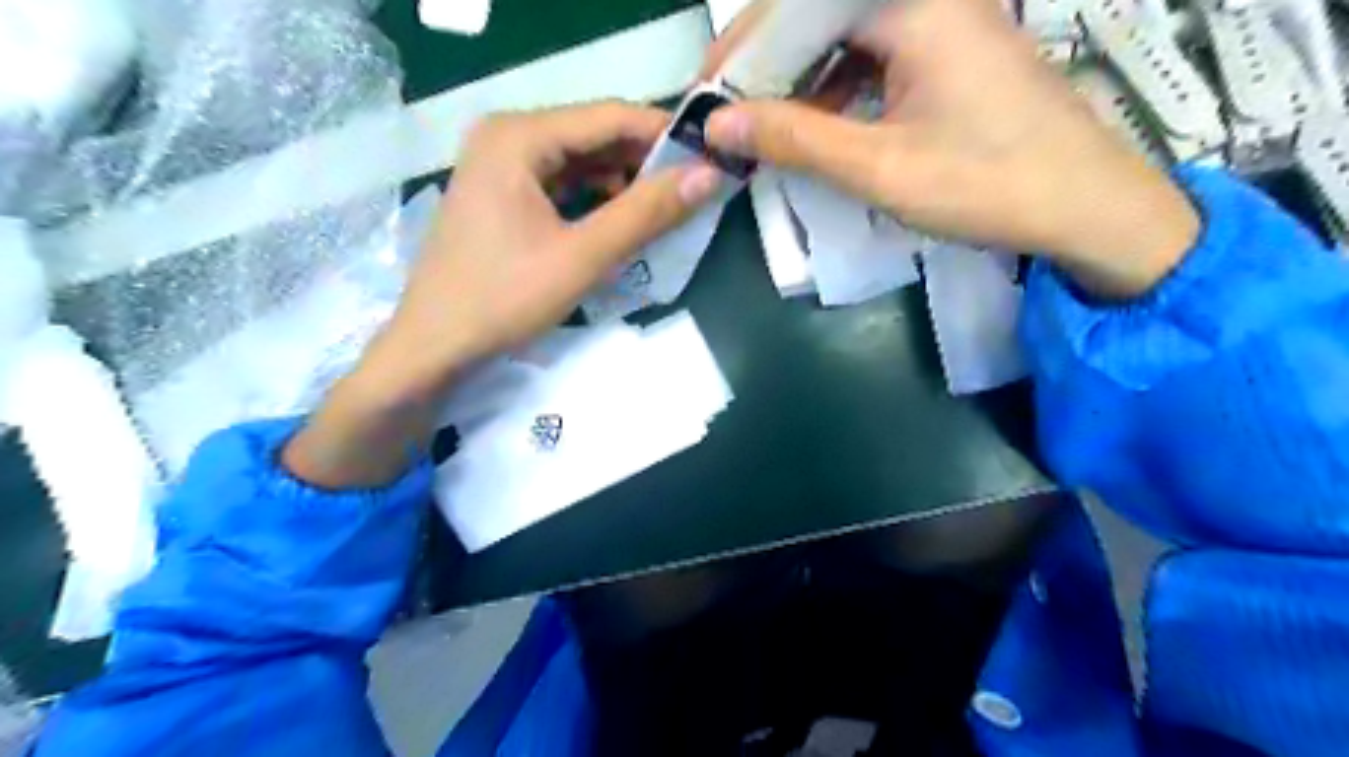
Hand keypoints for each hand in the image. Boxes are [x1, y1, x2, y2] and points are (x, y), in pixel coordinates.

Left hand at [285, 101, 721, 490]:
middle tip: (695, 187)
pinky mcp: (501, 196)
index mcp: (518, 136)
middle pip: (593, 136)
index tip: (711, 155)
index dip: (665, 133)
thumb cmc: (503, 300)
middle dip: (645, 162)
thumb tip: (708, 175)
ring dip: (623, 183)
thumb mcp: (582, 257)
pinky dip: (595, 201)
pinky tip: (621, 224)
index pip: (609, 116)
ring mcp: (499, 166)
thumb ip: (646, 213)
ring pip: (580, 162)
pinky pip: (562, 186)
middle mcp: (506, 137)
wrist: (434, 348)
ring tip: (666, 209)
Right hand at [700, 0, 1193, 299]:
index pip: (801, 4)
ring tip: (765, 127)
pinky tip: (818, 127)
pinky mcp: (951, 51)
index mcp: (914, 2)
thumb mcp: (879, 167)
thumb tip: (718, 124)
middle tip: (730, 113)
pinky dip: (838, 89)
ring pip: (846, 35)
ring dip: (801, 79)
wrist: (1087, 207)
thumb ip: (794, 139)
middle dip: (769, 63)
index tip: (708, 91)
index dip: (745, 43)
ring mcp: (944, 20)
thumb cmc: (986, 184)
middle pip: (822, 12)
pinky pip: (875, 55)